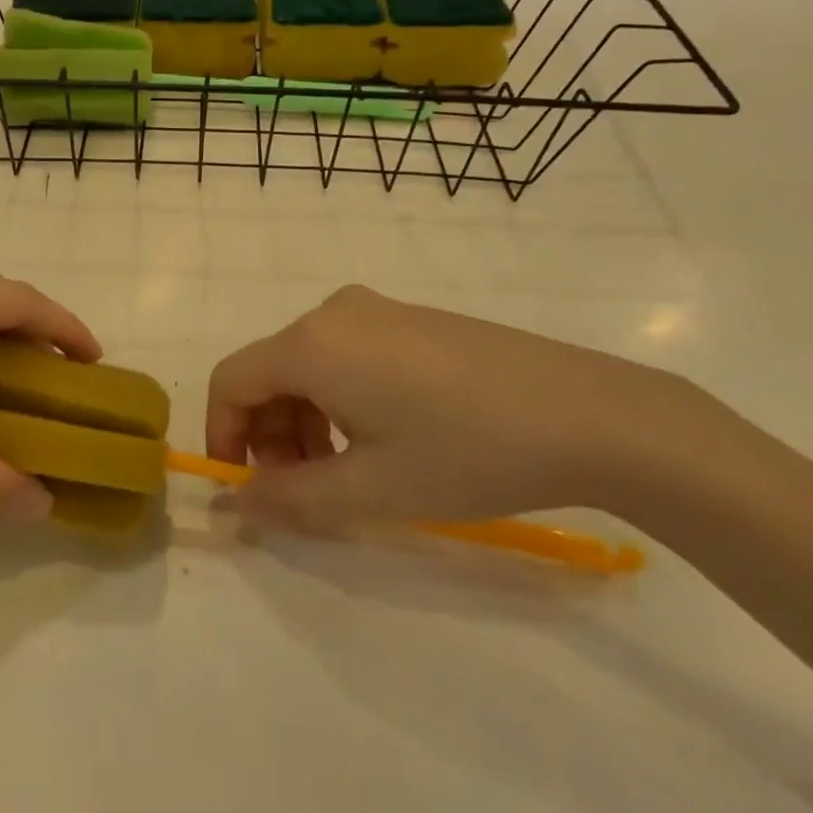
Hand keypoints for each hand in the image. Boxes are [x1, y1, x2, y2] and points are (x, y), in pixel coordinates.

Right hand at [206, 284, 713, 529]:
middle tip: (304, 491)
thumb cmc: (467, 452)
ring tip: (346, 472)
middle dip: (270, 435)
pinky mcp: (412, 319)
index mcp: (312, 344)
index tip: (246, 488)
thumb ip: (289, 499)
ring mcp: (378, 310)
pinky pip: (347, 355)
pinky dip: (340, 399)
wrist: (589, 414)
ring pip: (309, 365)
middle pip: (270, 373)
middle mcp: (334, 313)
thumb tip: (238, 501)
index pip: (231, 381)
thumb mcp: (371, 491)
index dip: (223, 436)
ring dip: (305, 421)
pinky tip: (385, 438)